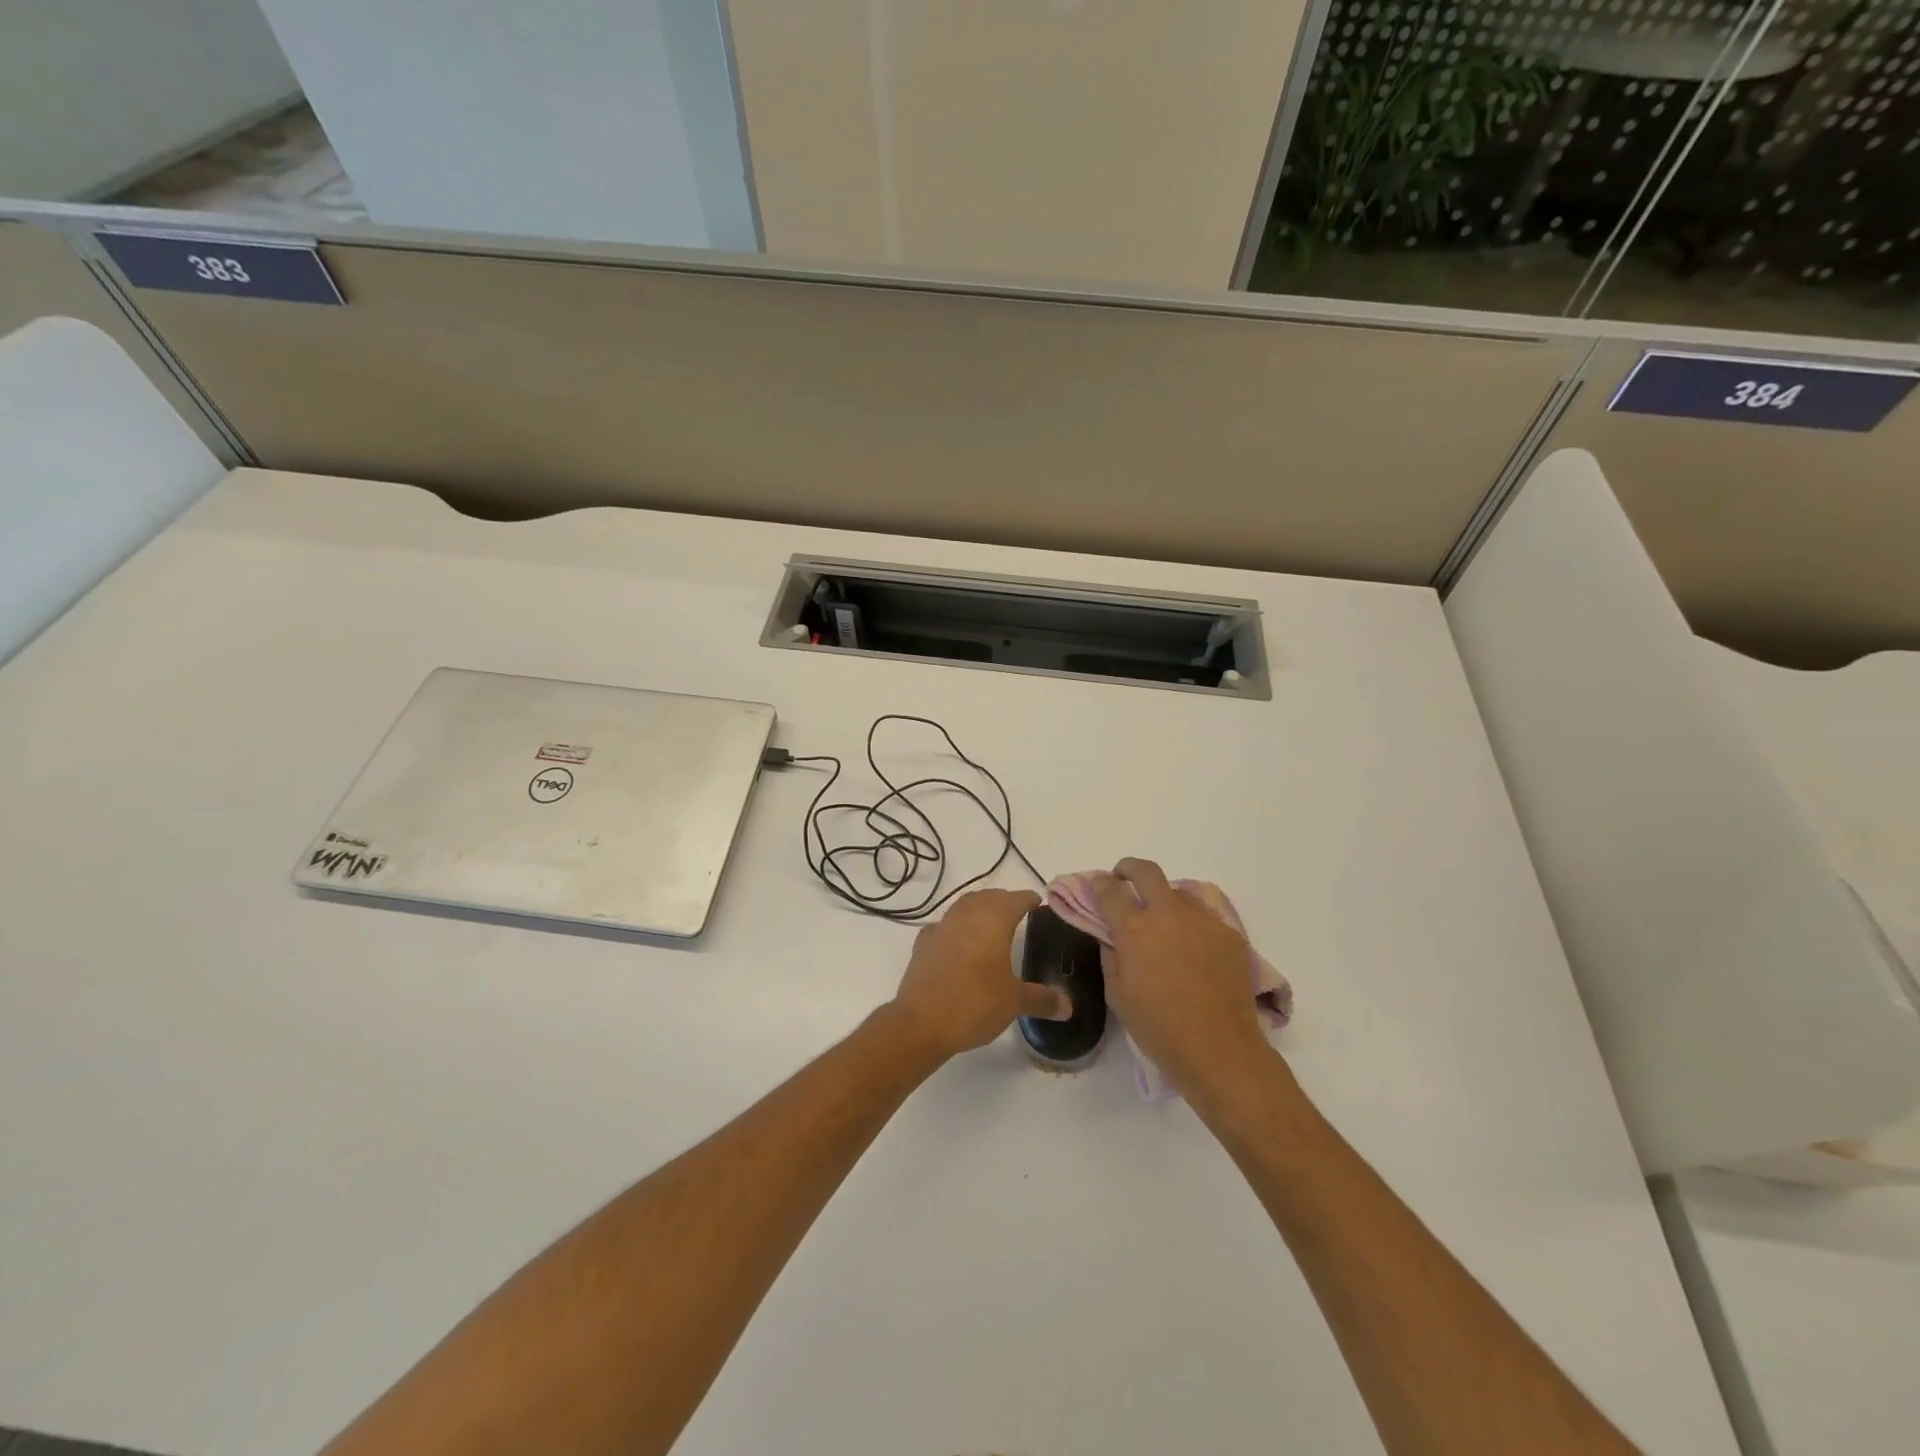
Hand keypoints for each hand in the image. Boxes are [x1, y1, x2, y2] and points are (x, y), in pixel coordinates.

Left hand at [889, 889, 1069, 1061]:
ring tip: (990, 923)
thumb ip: (1042, 999)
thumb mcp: (1015, 1002)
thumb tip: (1069, 1006)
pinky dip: (955, 927)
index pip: (1015, 899)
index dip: (1028, 899)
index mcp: (993, 920)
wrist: (921, 1021)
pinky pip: (944, 926)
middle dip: (1004, 901)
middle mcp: (966, 915)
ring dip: (979, 908)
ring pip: (964, 906)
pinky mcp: (923, 944)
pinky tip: (958, 942)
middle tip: (1017, 911)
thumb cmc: (975, 1003)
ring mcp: (941, 927)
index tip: (1038, 902)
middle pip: (988, 897)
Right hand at [1094, 858, 1272, 1098]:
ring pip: (1179, 892)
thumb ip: (1111, 955)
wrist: (1219, 1049)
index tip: (1098, 885)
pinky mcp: (1229, 934)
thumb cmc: (1158, 1027)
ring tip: (1163, 924)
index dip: (1100, 884)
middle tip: (1124, 879)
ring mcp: (1203, 921)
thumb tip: (1111, 936)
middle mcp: (1168, 914)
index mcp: (1134, 929)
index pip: (1110, 890)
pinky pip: (1205, 918)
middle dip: (1129, 869)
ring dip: (1164, 899)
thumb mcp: (1117, 994)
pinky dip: (1192, 925)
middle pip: (1146, 871)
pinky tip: (1193, 951)